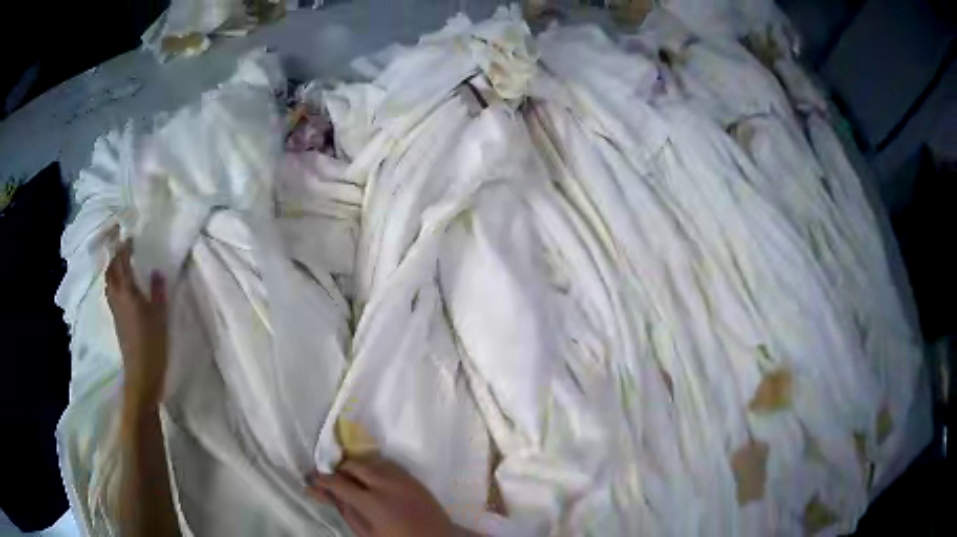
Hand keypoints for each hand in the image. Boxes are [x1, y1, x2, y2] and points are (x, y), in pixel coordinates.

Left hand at [106, 240, 168, 406]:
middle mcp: (116, 296)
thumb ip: (157, 291)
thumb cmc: (152, 342)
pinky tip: (123, 286)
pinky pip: (111, 292)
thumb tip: (156, 271)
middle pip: (111, 269)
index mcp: (127, 291)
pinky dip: (114, 282)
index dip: (125, 248)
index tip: (132, 237)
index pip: (122, 262)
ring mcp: (114, 308)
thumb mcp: (160, 315)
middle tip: (126, 247)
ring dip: (113, 268)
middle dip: (116, 256)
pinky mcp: (116, 319)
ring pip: (109, 281)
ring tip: (123, 264)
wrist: (141, 372)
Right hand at [306, 456, 454, 536]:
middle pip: (354, 466)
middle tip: (329, 476)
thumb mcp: (366, 532)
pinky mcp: (413, 478)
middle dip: (339, 468)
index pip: (339, 483)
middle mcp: (386, 484)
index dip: (323, 480)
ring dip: (356, 465)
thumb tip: (322, 493)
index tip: (312, 479)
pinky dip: (373, 466)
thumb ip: (344, 510)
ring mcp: (402, 479)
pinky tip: (369, 476)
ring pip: (371, 461)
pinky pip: (388, 465)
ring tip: (347, 475)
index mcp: (372, 502)